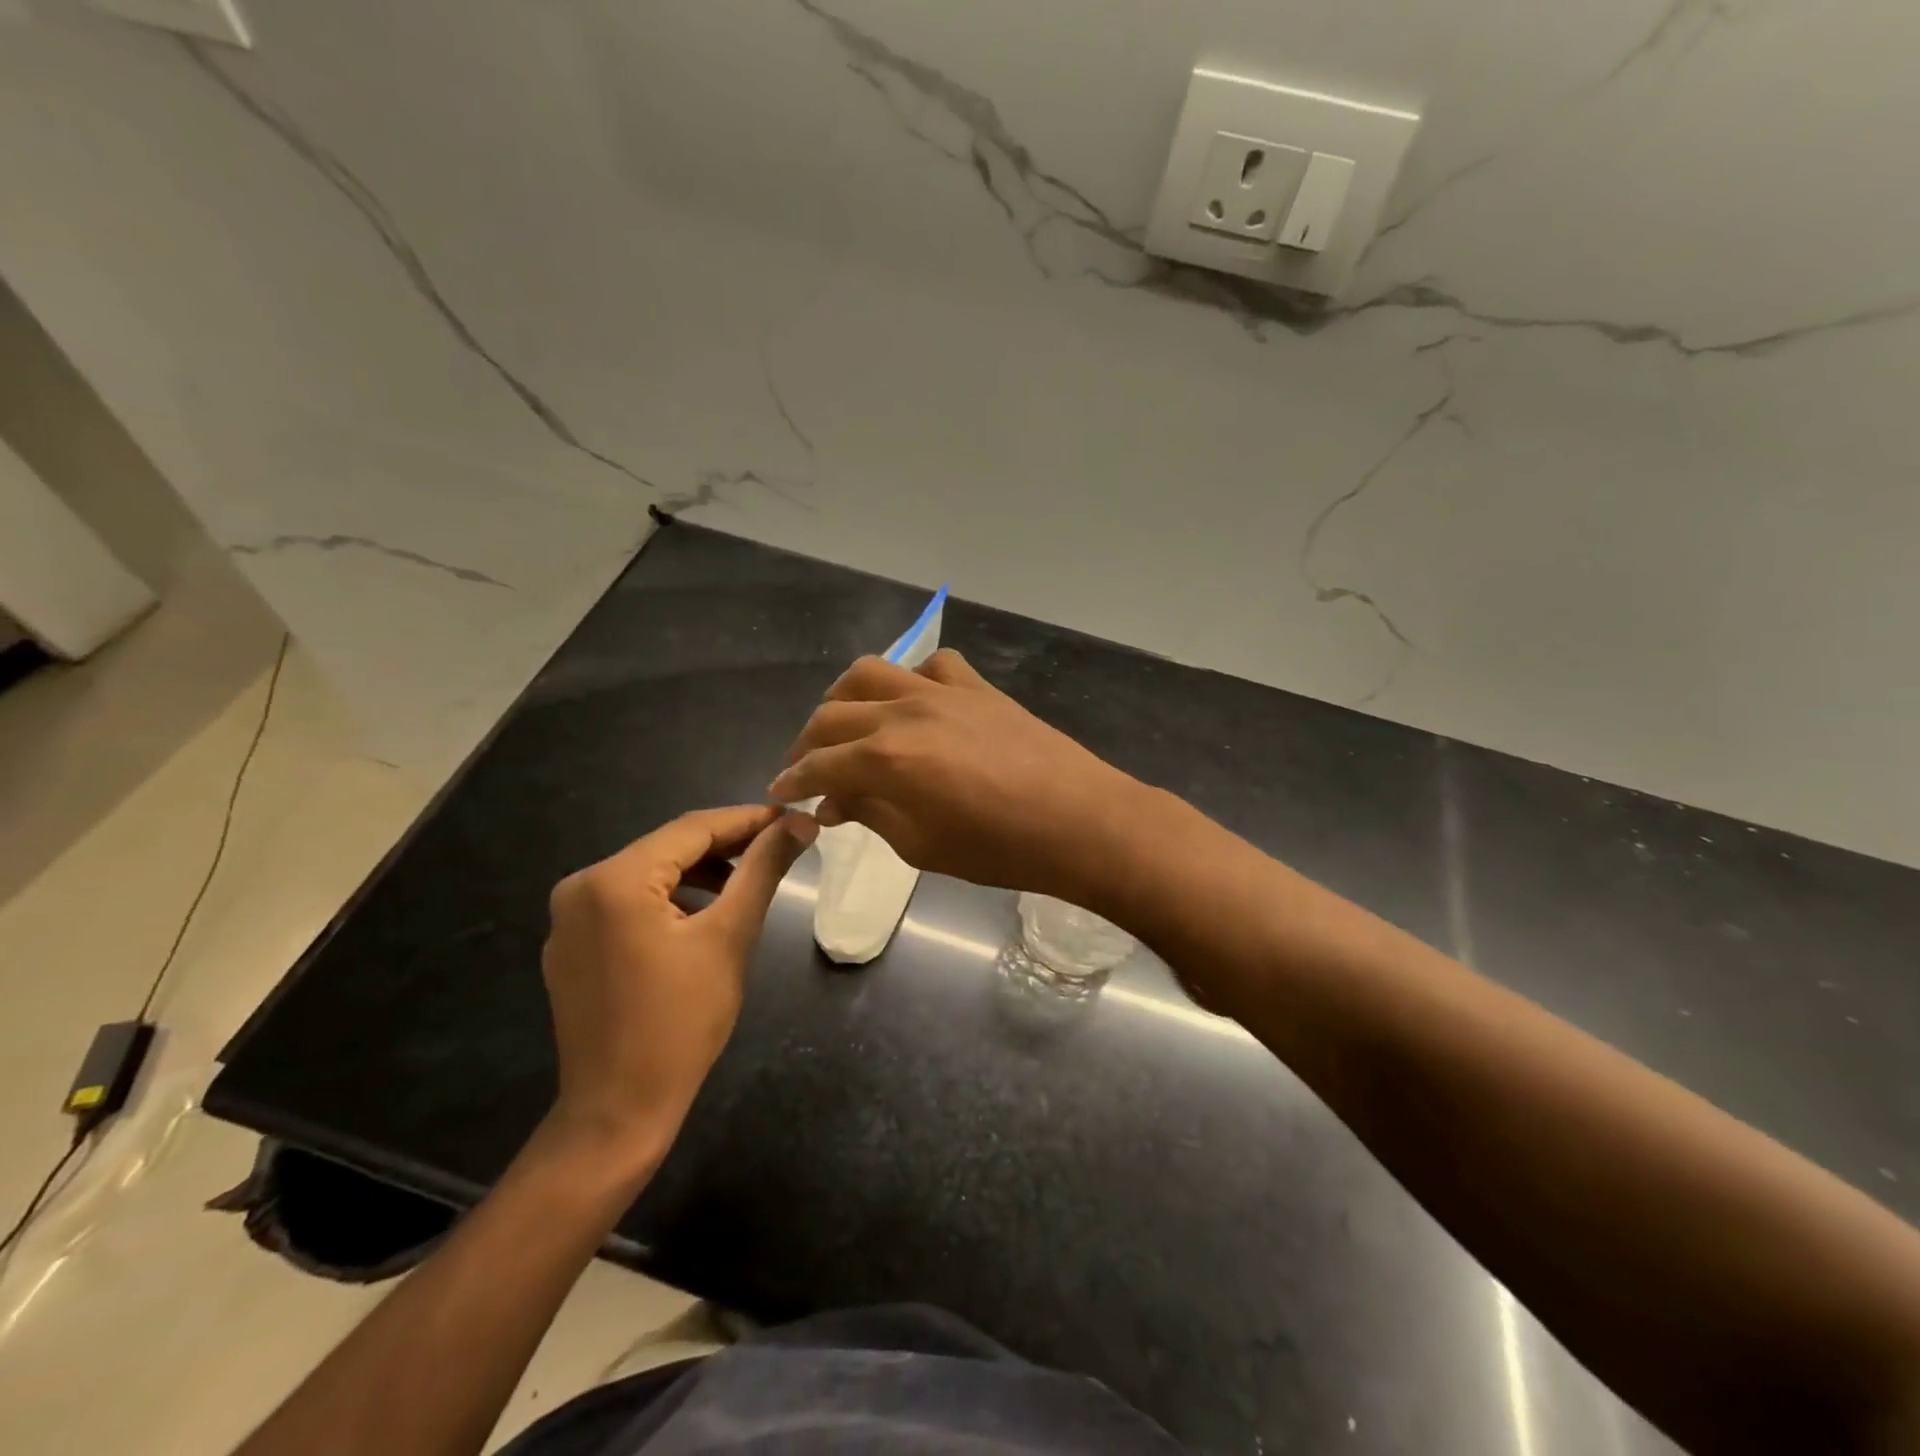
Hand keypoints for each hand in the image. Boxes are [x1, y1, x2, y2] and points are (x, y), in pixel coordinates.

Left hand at [540, 805, 814, 1165]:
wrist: (618, 1111)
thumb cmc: (681, 1022)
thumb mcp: (730, 937)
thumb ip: (763, 870)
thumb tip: (801, 823)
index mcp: (614, 880)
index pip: (692, 828)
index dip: (747, 819)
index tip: (792, 819)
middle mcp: (580, 887)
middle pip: (667, 848)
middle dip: (725, 844)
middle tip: (778, 846)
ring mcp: (568, 918)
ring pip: (648, 873)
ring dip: (699, 871)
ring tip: (747, 880)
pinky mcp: (570, 945)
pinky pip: (627, 902)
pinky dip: (669, 897)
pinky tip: (702, 912)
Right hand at [769, 649, 1144, 902]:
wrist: (1080, 820)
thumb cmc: (1000, 849)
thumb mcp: (922, 846)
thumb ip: (871, 815)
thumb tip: (833, 802)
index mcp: (886, 759)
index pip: (819, 764)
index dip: (792, 780)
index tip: (779, 792)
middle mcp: (904, 712)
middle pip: (833, 714)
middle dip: (808, 742)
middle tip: (806, 767)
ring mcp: (943, 691)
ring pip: (872, 672)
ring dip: (845, 697)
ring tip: (845, 724)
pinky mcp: (977, 687)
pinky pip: (933, 664)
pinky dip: (912, 678)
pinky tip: (915, 703)